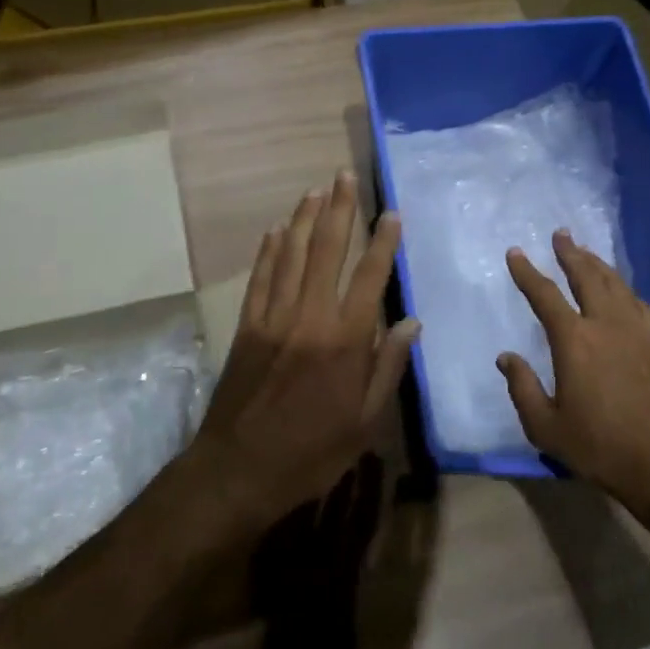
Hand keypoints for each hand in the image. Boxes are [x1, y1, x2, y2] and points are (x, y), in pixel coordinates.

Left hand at [193, 171, 417, 527]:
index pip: (370, 278)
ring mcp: (273, 318)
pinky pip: (260, 278)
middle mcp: (309, 318)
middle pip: (327, 252)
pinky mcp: (247, 327)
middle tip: (345, 177)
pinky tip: (277, 230)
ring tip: (316, 190)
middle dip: (339, 211)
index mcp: (345, 341)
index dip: (383, 243)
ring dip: (305, 220)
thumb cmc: (311, 452)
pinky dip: (270, 251)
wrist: (238, 471)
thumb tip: (411, 323)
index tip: (392, 214)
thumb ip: (387, 367)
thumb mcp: (364, 422)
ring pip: (292, 256)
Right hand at [499, 230, 649, 510]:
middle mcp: (606, 324)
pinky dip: (626, 290)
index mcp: (574, 340)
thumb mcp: (545, 427)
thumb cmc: (599, 447)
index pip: (545, 295)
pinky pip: (639, 304)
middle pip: (587, 276)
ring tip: (587, 253)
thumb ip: (522, 388)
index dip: (527, 272)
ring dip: (598, 265)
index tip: (515, 253)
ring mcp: (638, 331)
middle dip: (571, 253)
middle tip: (561, 234)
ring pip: (616, 285)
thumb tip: (506, 357)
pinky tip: (624, 292)